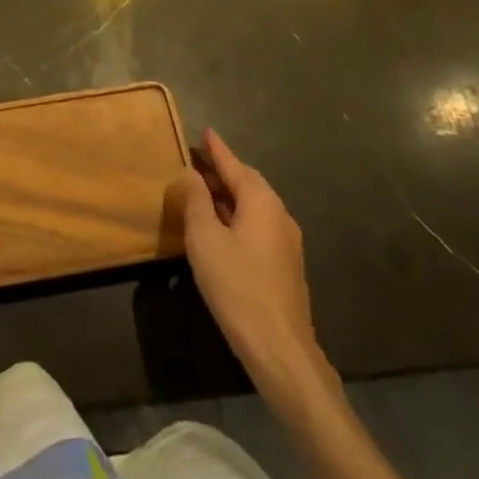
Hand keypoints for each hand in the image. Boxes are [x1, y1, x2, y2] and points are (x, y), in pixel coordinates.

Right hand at [173, 129, 331, 406]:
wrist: (279, 347)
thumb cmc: (237, 285)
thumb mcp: (204, 239)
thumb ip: (196, 201)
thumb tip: (192, 174)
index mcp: (261, 202)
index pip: (235, 166)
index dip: (217, 149)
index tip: (206, 131)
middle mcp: (279, 214)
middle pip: (248, 182)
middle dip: (224, 170)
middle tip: (199, 159)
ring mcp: (286, 241)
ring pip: (254, 205)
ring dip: (230, 193)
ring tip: (205, 188)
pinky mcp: (285, 264)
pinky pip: (258, 224)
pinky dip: (238, 214)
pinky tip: (222, 224)